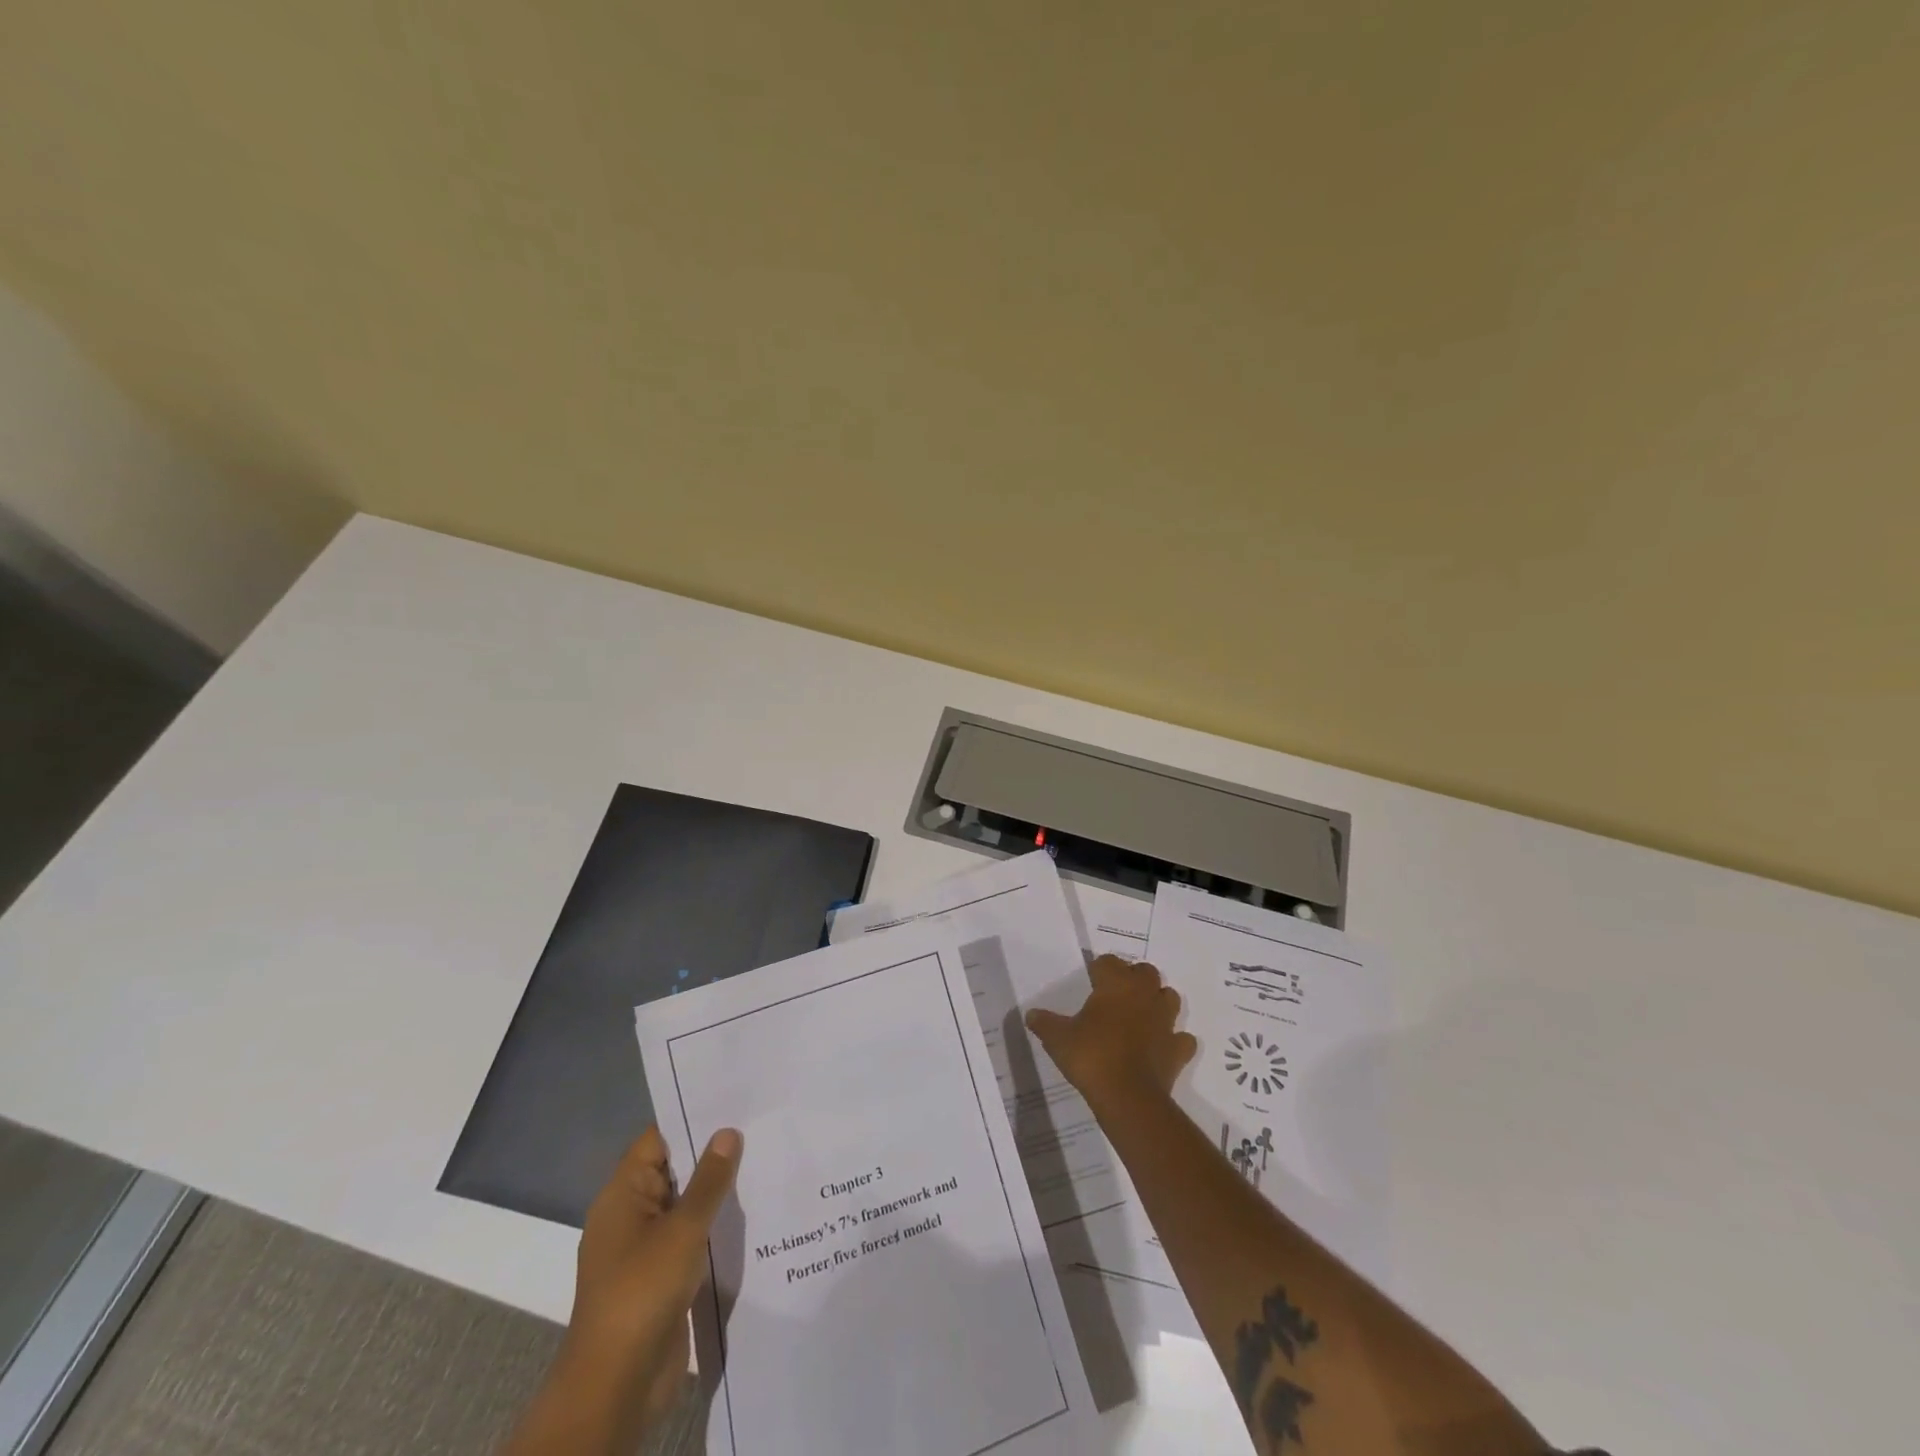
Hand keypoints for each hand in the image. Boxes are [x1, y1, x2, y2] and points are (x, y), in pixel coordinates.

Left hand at [505, 1125, 742, 1453]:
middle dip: (712, 1153)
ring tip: (765, 1164)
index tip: (733, 1101)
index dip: (691, 1118)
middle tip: (760, 1127)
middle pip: (674, 1170)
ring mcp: (644, 1250)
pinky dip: (714, 1228)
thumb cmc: (641, 1292)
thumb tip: (727, 1132)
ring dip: (717, 1194)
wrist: (616, 1385)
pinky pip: (690, 1239)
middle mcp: (630, 1216)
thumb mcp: (682, 1229)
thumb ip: (709, 1180)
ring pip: (685, 1206)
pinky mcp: (660, 1279)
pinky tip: (751, 1217)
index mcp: (622, 1195)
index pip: (657, 1139)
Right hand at [1026, 956, 1196, 1109]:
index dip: (1100, 969)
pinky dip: (1174, 1039)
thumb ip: (1045, 1023)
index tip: (1091, 981)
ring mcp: (1165, 1021)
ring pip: (1169, 997)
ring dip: (1158, 1001)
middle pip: (1146, 972)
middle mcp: (1144, 994)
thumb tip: (1030, 1014)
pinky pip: (1182, 1038)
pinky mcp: (1178, 1048)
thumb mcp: (1058, 1039)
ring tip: (1142, 1014)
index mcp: (1116, 984)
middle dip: (1134, 978)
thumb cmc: (1091, 1057)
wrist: (1128, 1096)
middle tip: (1117, 994)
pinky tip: (1162, 1046)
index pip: (1109, 961)